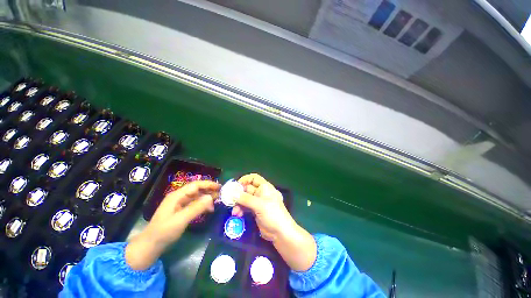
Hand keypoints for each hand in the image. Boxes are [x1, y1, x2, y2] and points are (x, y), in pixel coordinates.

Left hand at [125, 180, 219, 269]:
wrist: (150, 245)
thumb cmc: (164, 231)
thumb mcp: (181, 219)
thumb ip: (196, 207)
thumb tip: (211, 197)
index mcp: (177, 195)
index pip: (195, 185)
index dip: (208, 184)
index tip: (219, 186)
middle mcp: (179, 197)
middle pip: (197, 190)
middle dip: (209, 190)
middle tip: (221, 194)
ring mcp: (179, 204)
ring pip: (196, 197)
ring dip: (206, 198)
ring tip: (217, 202)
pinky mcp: (180, 211)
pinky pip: (194, 204)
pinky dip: (202, 205)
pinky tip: (208, 209)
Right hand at [232, 174, 316, 270]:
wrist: (281, 233)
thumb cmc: (273, 214)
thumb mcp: (259, 205)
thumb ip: (246, 199)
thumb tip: (232, 193)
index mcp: (265, 187)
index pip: (254, 178)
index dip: (245, 179)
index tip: (235, 185)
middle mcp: (262, 193)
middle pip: (248, 189)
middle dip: (239, 194)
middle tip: (230, 200)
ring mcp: (259, 203)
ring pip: (246, 199)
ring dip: (239, 204)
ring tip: (234, 212)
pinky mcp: (256, 211)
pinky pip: (246, 207)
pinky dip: (241, 210)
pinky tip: (237, 215)